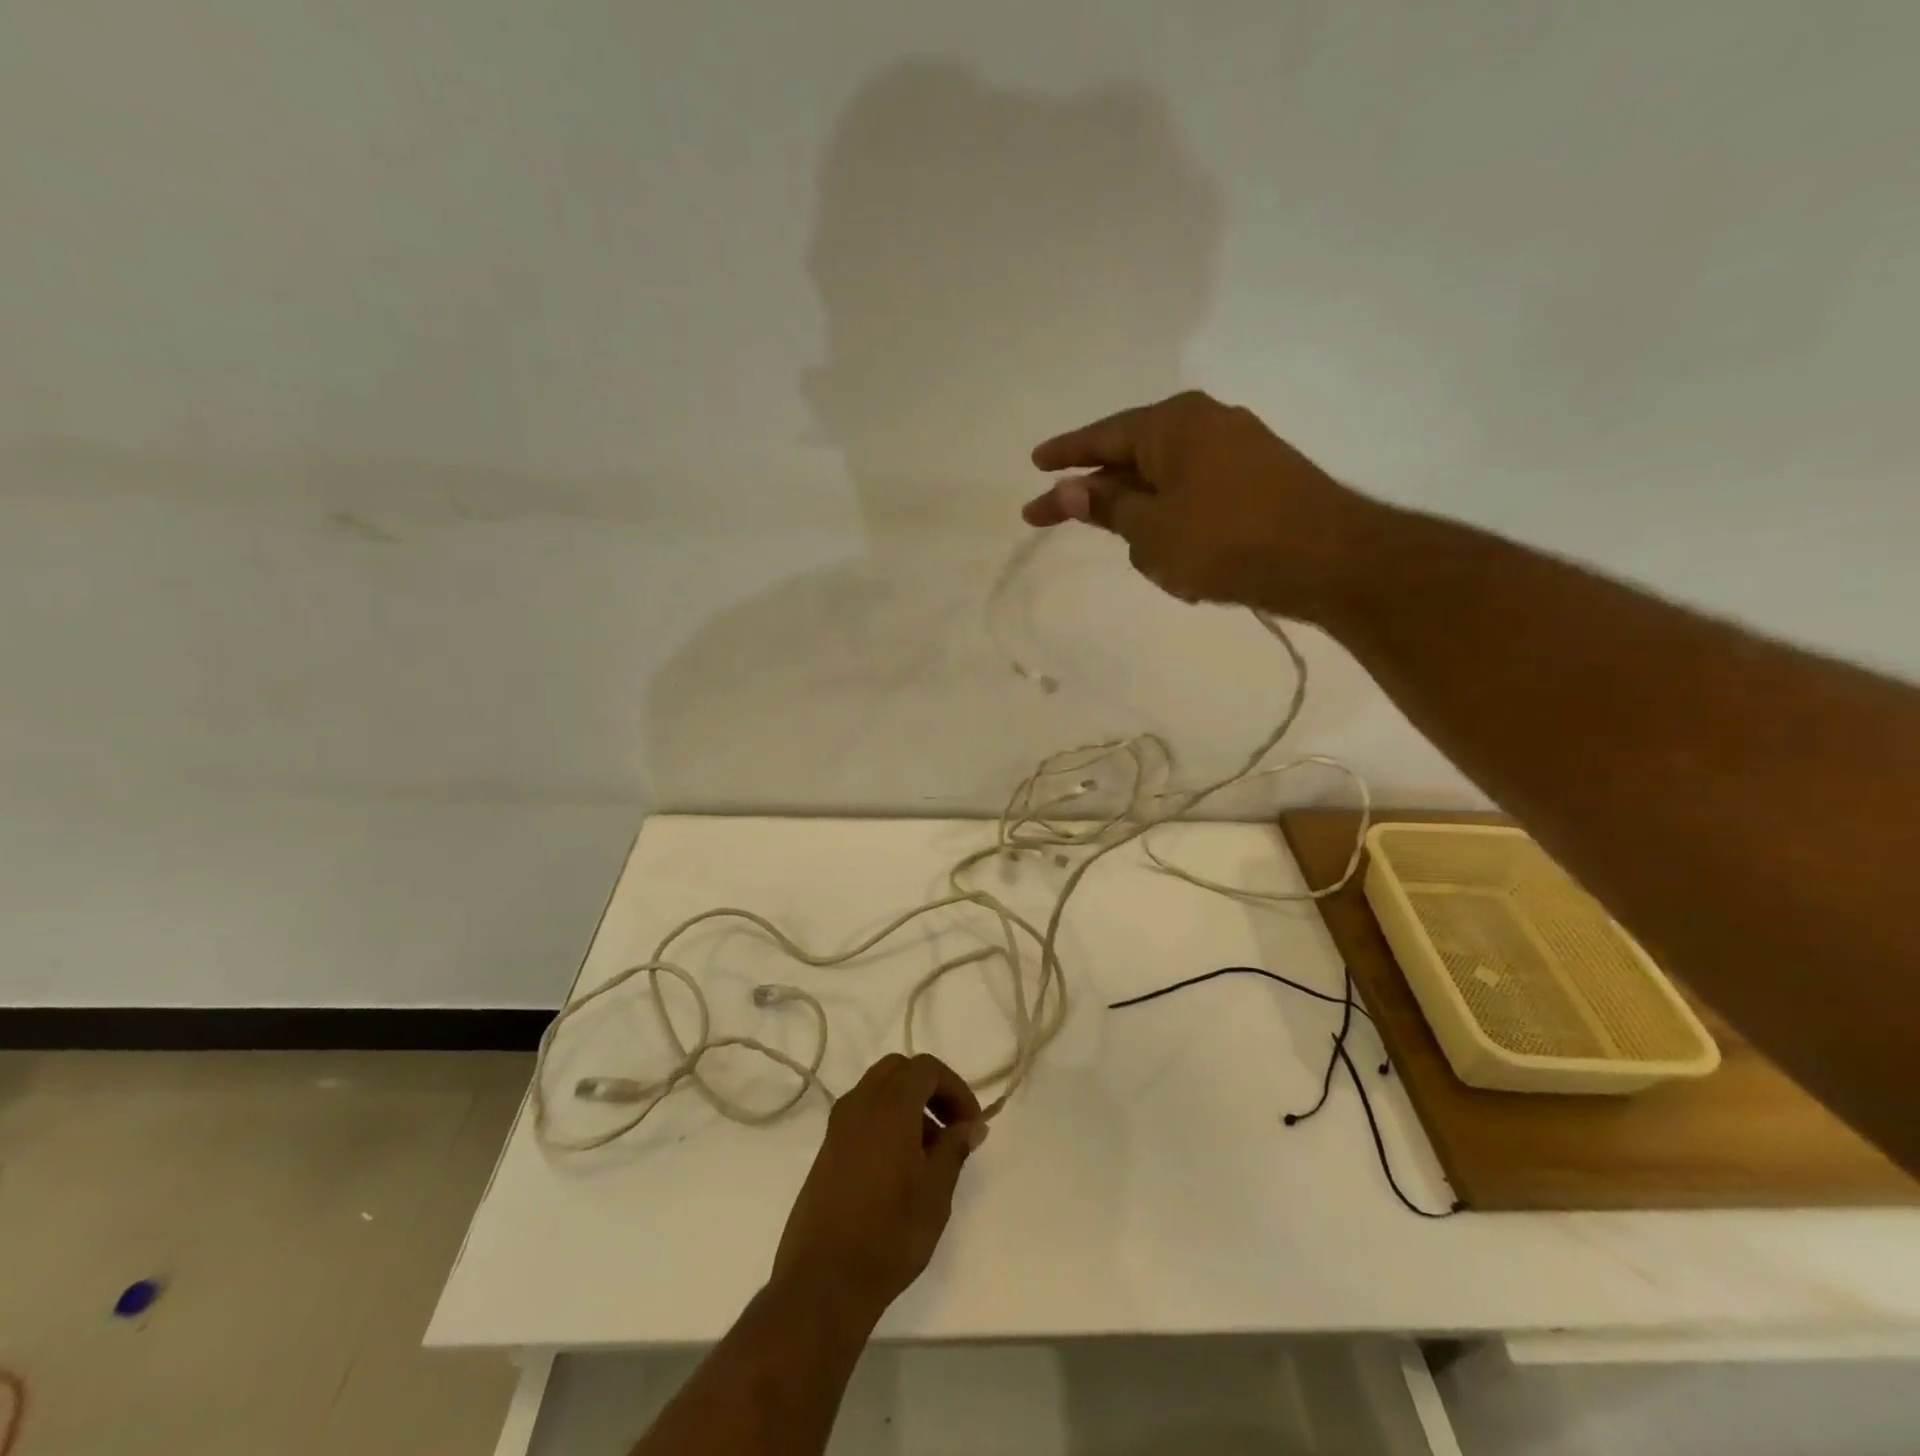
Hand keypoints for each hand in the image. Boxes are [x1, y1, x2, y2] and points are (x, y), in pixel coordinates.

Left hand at [769, 1053, 985, 1328]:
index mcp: (889, 1105)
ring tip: (929, 1152)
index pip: (926, 1068)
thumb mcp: (935, 1193)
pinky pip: (862, 1115)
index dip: (955, 1088)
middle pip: (898, 1070)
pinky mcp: (826, 1150)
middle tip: (951, 1127)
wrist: (822, 1282)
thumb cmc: (889, 1234)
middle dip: (929, 1089)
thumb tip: (971, 1125)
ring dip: (907, 1104)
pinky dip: (886, 1121)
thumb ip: (954, 1149)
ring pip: (877, 1090)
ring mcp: (838, 1126)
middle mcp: (859, 1104)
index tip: (971, 1124)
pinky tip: (899, 1166)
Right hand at [1022, 390, 1375, 620]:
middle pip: (1132, 453)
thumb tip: (1067, 488)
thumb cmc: (1225, 541)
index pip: (1102, 436)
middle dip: (1096, 487)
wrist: (1327, 558)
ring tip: (1127, 543)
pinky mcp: (1258, 477)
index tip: (1033, 465)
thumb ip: (1106, 507)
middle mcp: (1204, 422)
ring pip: (1165, 478)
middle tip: (1054, 512)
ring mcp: (1237, 447)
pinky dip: (1172, 516)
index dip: (1064, 454)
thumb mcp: (1151, 530)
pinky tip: (1172, 546)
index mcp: (1171, 424)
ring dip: (1139, 509)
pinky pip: (1195, 491)